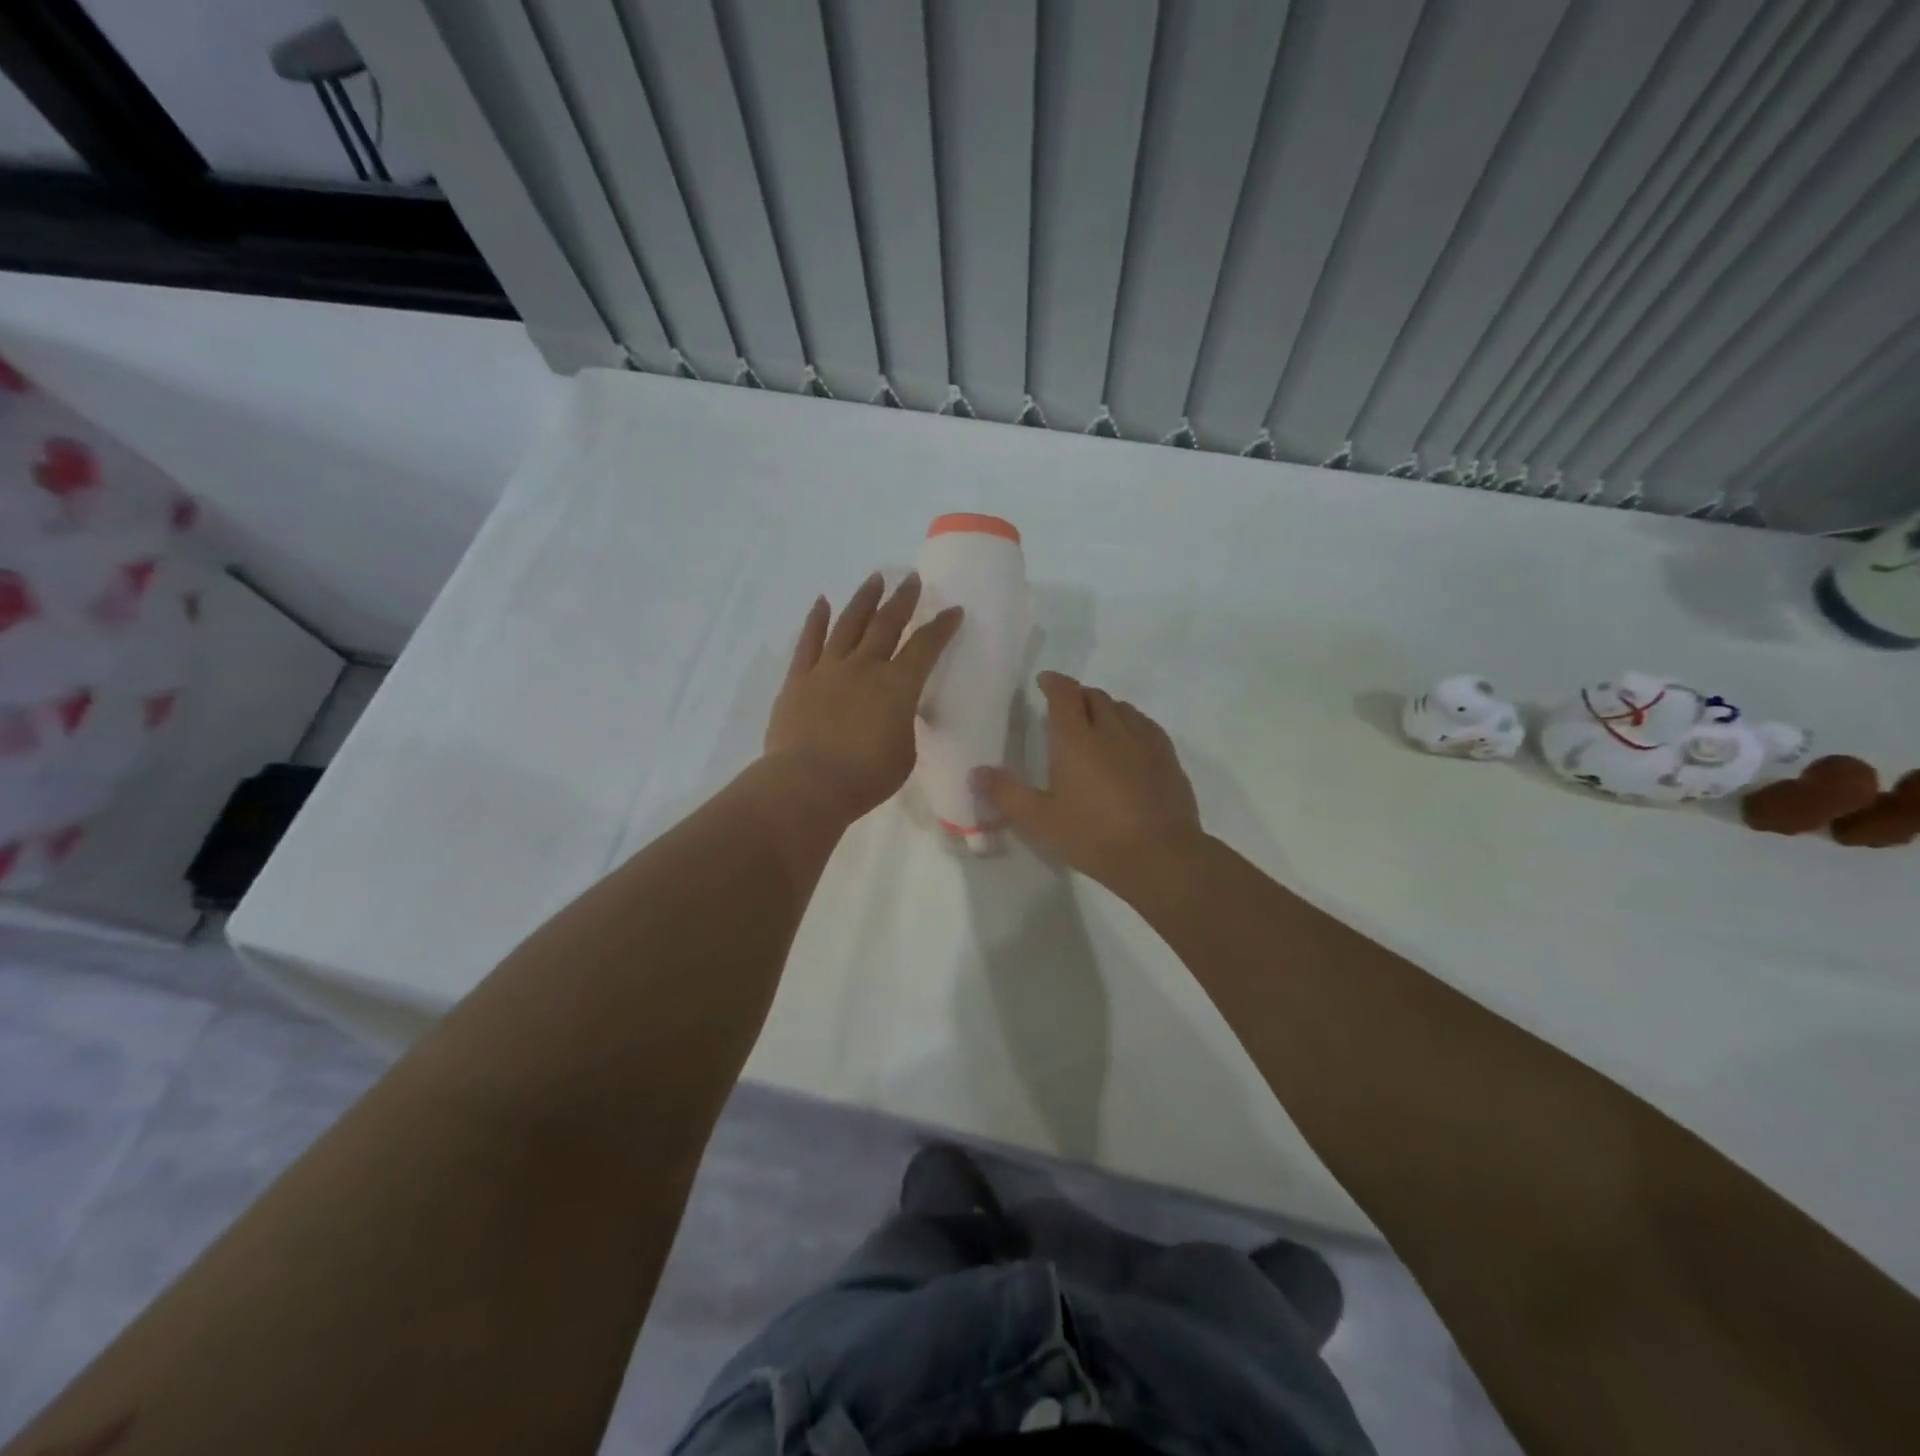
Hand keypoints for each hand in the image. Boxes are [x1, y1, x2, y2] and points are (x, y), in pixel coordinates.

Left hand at [764, 572, 962, 823]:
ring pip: (849, 624)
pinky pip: (809, 642)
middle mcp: (865, 667)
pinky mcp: (799, 679)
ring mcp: (828, 669)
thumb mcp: (904, 753)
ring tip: (875, 578)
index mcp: (898, 685)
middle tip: (912, 579)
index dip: (942, 627)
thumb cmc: (866, 777)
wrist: (809, 784)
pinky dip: (816, 620)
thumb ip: (903, 724)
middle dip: (903, 600)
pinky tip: (822, 602)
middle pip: (887, 624)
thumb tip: (896, 711)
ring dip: (864, 599)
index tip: (953, 610)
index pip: (926, 647)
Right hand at [976, 671, 1204, 896]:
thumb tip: (976, 772)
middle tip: (1066, 708)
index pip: (1064, 694)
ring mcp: (1144, 741)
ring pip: (1123, 709)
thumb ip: (1006, 793)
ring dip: (1105, 708)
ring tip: (1096, 723)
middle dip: (1078, 695)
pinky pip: (1147, 726)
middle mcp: (1111, 729)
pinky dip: (1132, 723)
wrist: (1160, 855)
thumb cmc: (1093, 835)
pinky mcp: (1168, 758)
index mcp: (1076, 739)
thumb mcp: (1040, 820)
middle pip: (1095, 696)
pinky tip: (1130, 741)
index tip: (1044, 681)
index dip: (1053, 682)